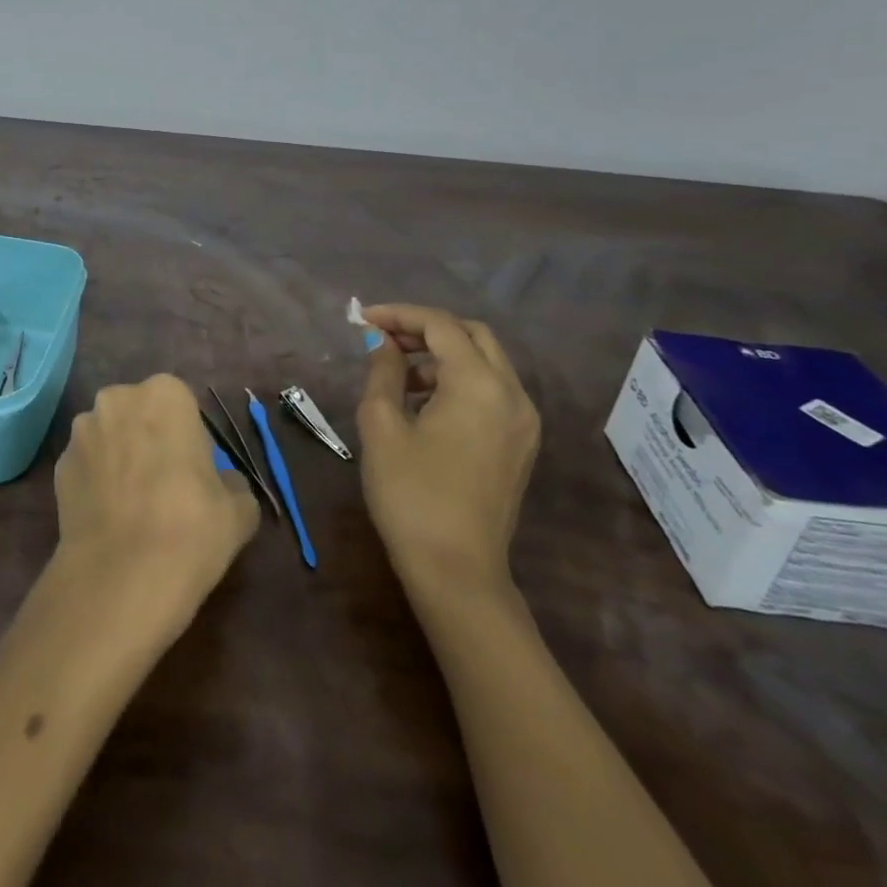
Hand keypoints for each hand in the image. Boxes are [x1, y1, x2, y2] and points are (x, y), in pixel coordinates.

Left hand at [53, 374, 260, 638]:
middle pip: (140, 414)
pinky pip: (87, 466)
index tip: (196, 472)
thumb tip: (222, 483)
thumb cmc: (190, 529)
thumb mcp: (239, 510)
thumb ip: (232, 483)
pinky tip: (109, 518)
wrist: (120, 578)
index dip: (190, 439)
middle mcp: (117, 399)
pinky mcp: (58, 465)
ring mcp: (81, 431)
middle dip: (150, 439)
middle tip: (166, 485)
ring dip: (120, 457)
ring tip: (133, 506)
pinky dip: (97, 483)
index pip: (182, 406)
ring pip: (109, 437)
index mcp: (165, 394)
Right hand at [356, 305, 539, 609]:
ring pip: (486, 362)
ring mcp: (523, 421)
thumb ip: (383, 372)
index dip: (399, 315)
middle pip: (472, 335)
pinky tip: (424, 402)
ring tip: (398, 372)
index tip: (363, 319)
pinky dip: (460, 379)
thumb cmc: (411, 494)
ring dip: (443, 354)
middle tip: (384, 338)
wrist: (456, 571)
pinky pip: (493, 391)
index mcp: (479, 384)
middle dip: (426, 328)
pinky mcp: (521, 444)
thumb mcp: (382, 426)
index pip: (441, 326)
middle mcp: (512, 394)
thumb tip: (383, 344)